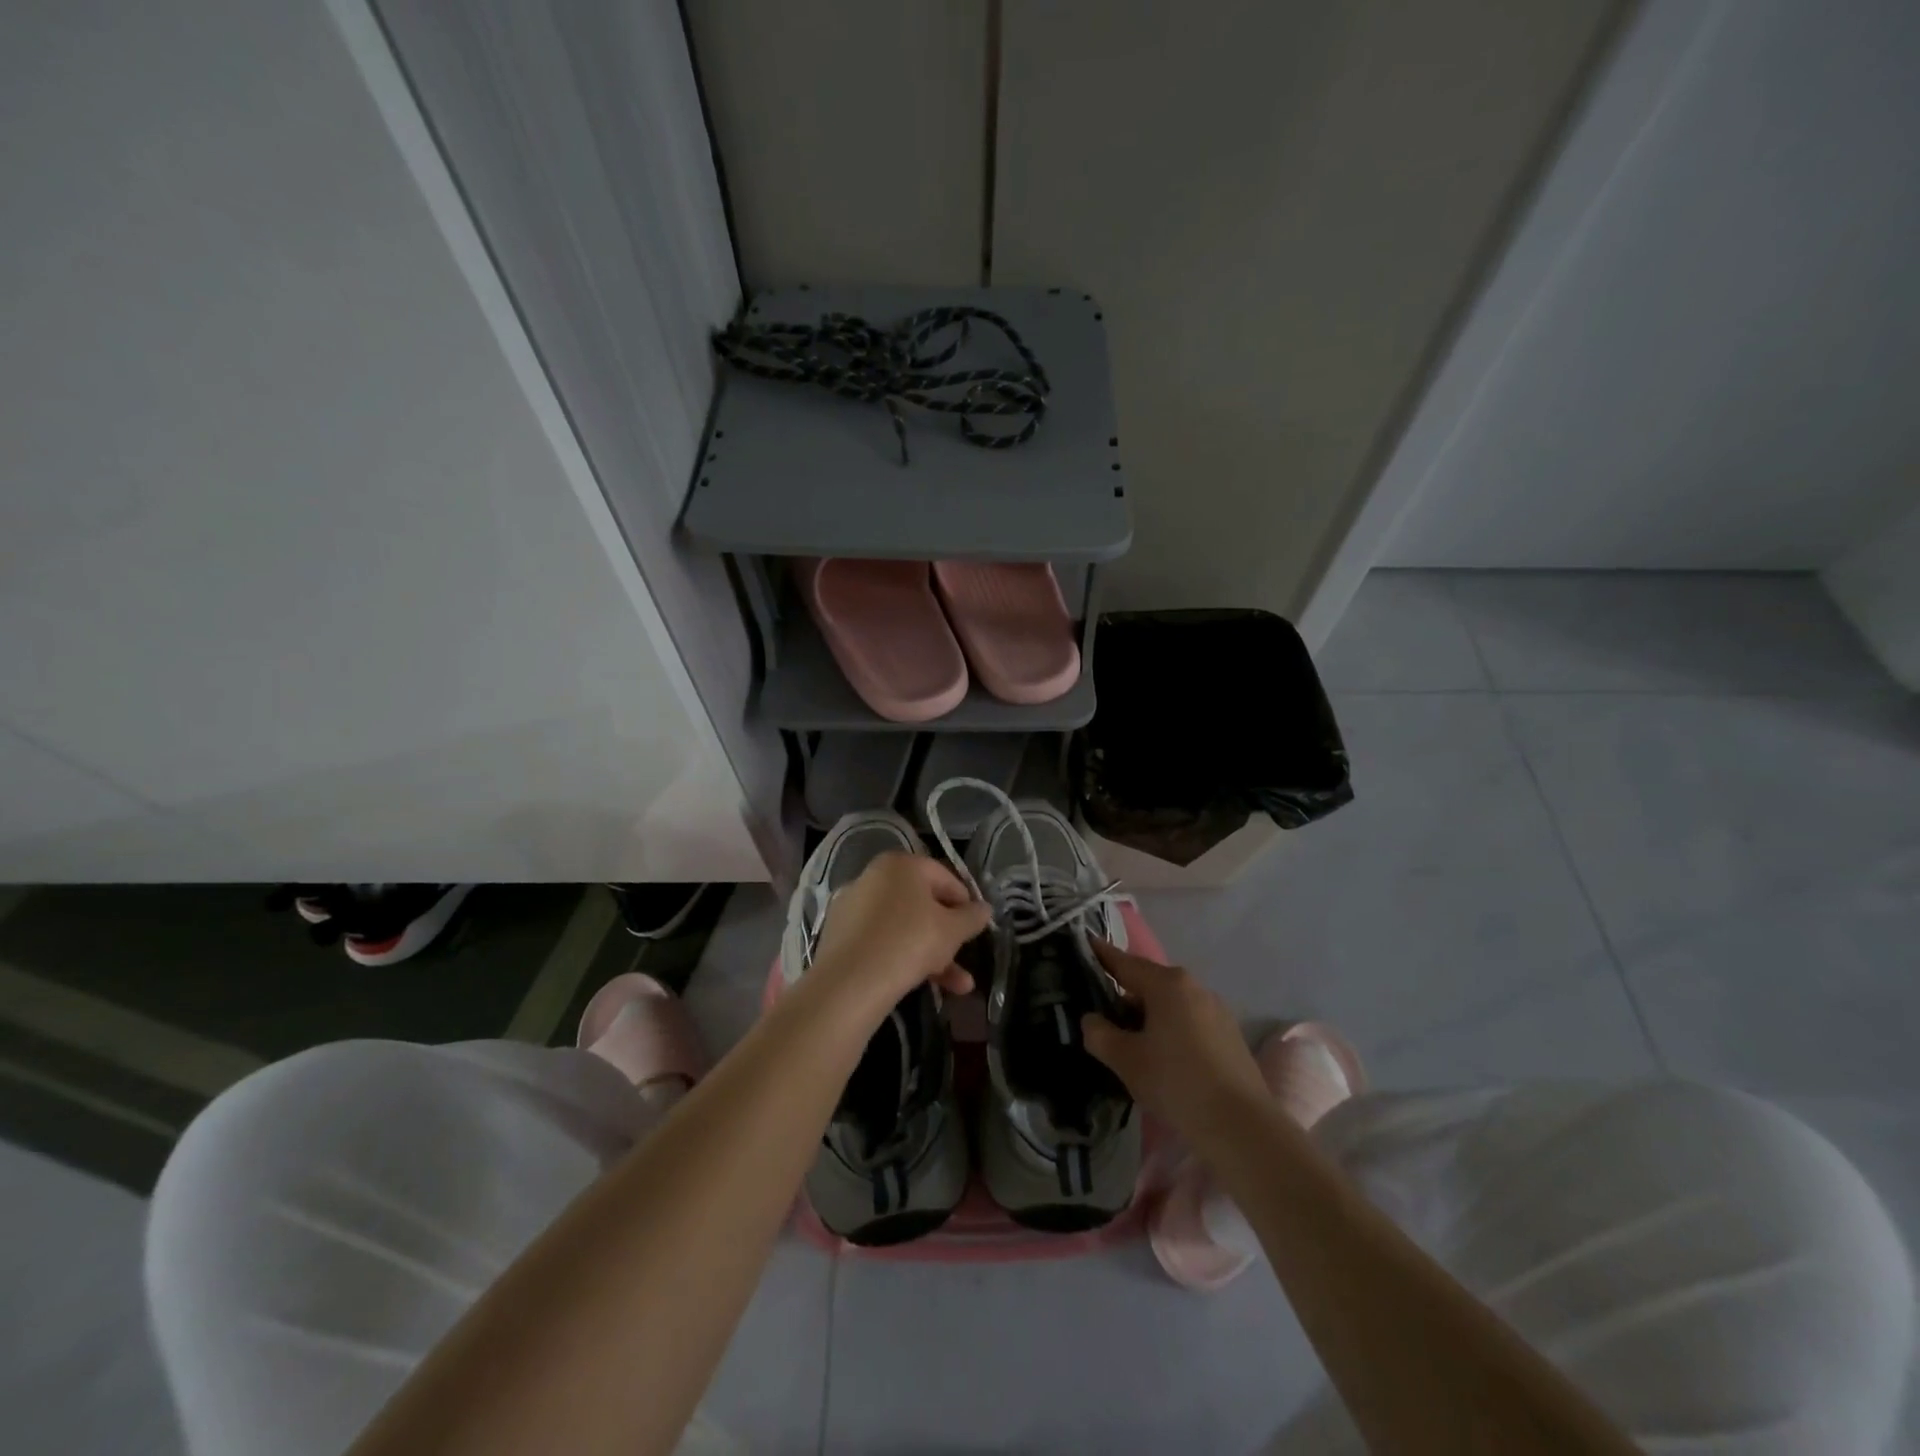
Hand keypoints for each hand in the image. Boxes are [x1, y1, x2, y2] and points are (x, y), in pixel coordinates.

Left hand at [808, 853, 990, 1014]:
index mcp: (901, 865)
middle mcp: (873, 877)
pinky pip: (880, 941)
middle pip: (921, 905)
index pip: (943, 876)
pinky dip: (901, 958)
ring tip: (958, 987)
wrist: (851, 981)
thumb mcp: (952, 930)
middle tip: (964, 957)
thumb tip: (984, 909)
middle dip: (948, 936)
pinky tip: (917, 983)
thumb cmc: (910, 941)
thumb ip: (972, 917)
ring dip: (932, 955)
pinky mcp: (839, 935)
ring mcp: (853, 906)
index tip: (976, 926)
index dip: (965, 901)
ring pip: (902, 927)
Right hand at [1081, 940, 1267, 1139]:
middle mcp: (1194, 987)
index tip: (1085, 944)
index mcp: (1167, 984)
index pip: (1125, 963)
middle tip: (1100, 1010)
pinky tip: (1162, 1055)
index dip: (1102, 955)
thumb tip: (1091, 1020)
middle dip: (1124, 993)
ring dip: (1148, 1014)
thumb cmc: (1176, 1082)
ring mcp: (1216, 1010)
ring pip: (1170, 1003)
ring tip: (1129, 1038)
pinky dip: (1170, 1028)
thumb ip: (1100, 1034)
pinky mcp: (1229, 1034)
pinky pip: (1189, 1020)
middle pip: (1149, 982)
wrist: (1241, 1126)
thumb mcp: (1126, 1060)